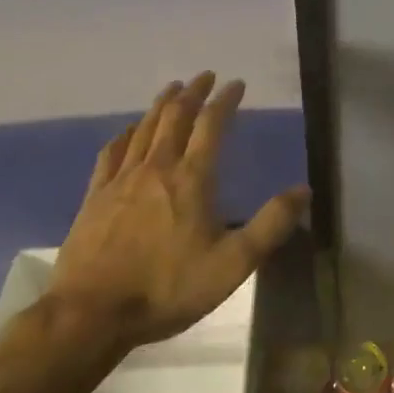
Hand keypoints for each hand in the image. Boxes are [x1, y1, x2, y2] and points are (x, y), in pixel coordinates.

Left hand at [48, 73, 307, 349]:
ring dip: (161, 105)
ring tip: (172, 88)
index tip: (236, 83)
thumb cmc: (166, 288)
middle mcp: (157, 168)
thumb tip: (303, 190)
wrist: (90, 316)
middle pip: (175, 117)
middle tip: (204, 76)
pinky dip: (124, 134)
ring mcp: (121, 180)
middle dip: (192, 92)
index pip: (212, 125)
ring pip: (144, 129)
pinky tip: (127, 130)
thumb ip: (270, 225)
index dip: (225, 101)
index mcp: (191, 178)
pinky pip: (111, 153)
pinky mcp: (94, 197)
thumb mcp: (232, 264)